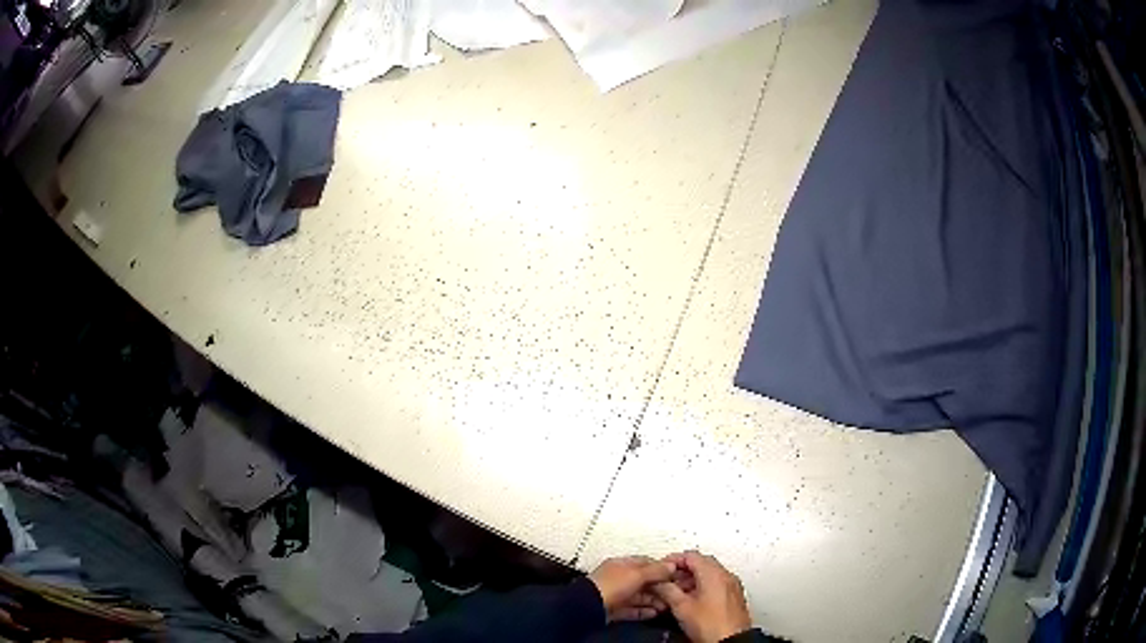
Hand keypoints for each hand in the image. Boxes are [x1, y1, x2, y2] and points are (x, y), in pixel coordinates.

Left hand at [588, 556, 674, 621]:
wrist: (590, 607)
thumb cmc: (606, 586)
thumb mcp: (636, 574)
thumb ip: (655, 570)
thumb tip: (669, 566)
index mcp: (621, 564)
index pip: (645, 563)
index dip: (660, 568)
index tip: (673, 574)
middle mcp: (617, 579)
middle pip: (643, 581)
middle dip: (659, 587)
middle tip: (672, 592)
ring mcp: (615, 595)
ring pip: (638, 596)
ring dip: (653, 600)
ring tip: (666, 604)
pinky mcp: (614, 610)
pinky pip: (632, 610)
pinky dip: (643, 611)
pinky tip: (653, 613)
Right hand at [652, 551, 751, 642]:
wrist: (730, 641)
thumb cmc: (712, 626)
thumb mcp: (681, 607)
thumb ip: (667, 590)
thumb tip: (659, 583)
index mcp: (714, 573)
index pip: (691, 555)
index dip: (673, 560)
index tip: (662, 568)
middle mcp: (726, 576)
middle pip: (701, 563)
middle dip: (682, 570)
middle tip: (667, 579)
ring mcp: (732, 586)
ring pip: (709, 574)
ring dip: (692, 579)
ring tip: (676, 592)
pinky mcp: (734, 596)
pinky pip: (717, 583)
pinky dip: (703, 586)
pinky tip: (692, 600)